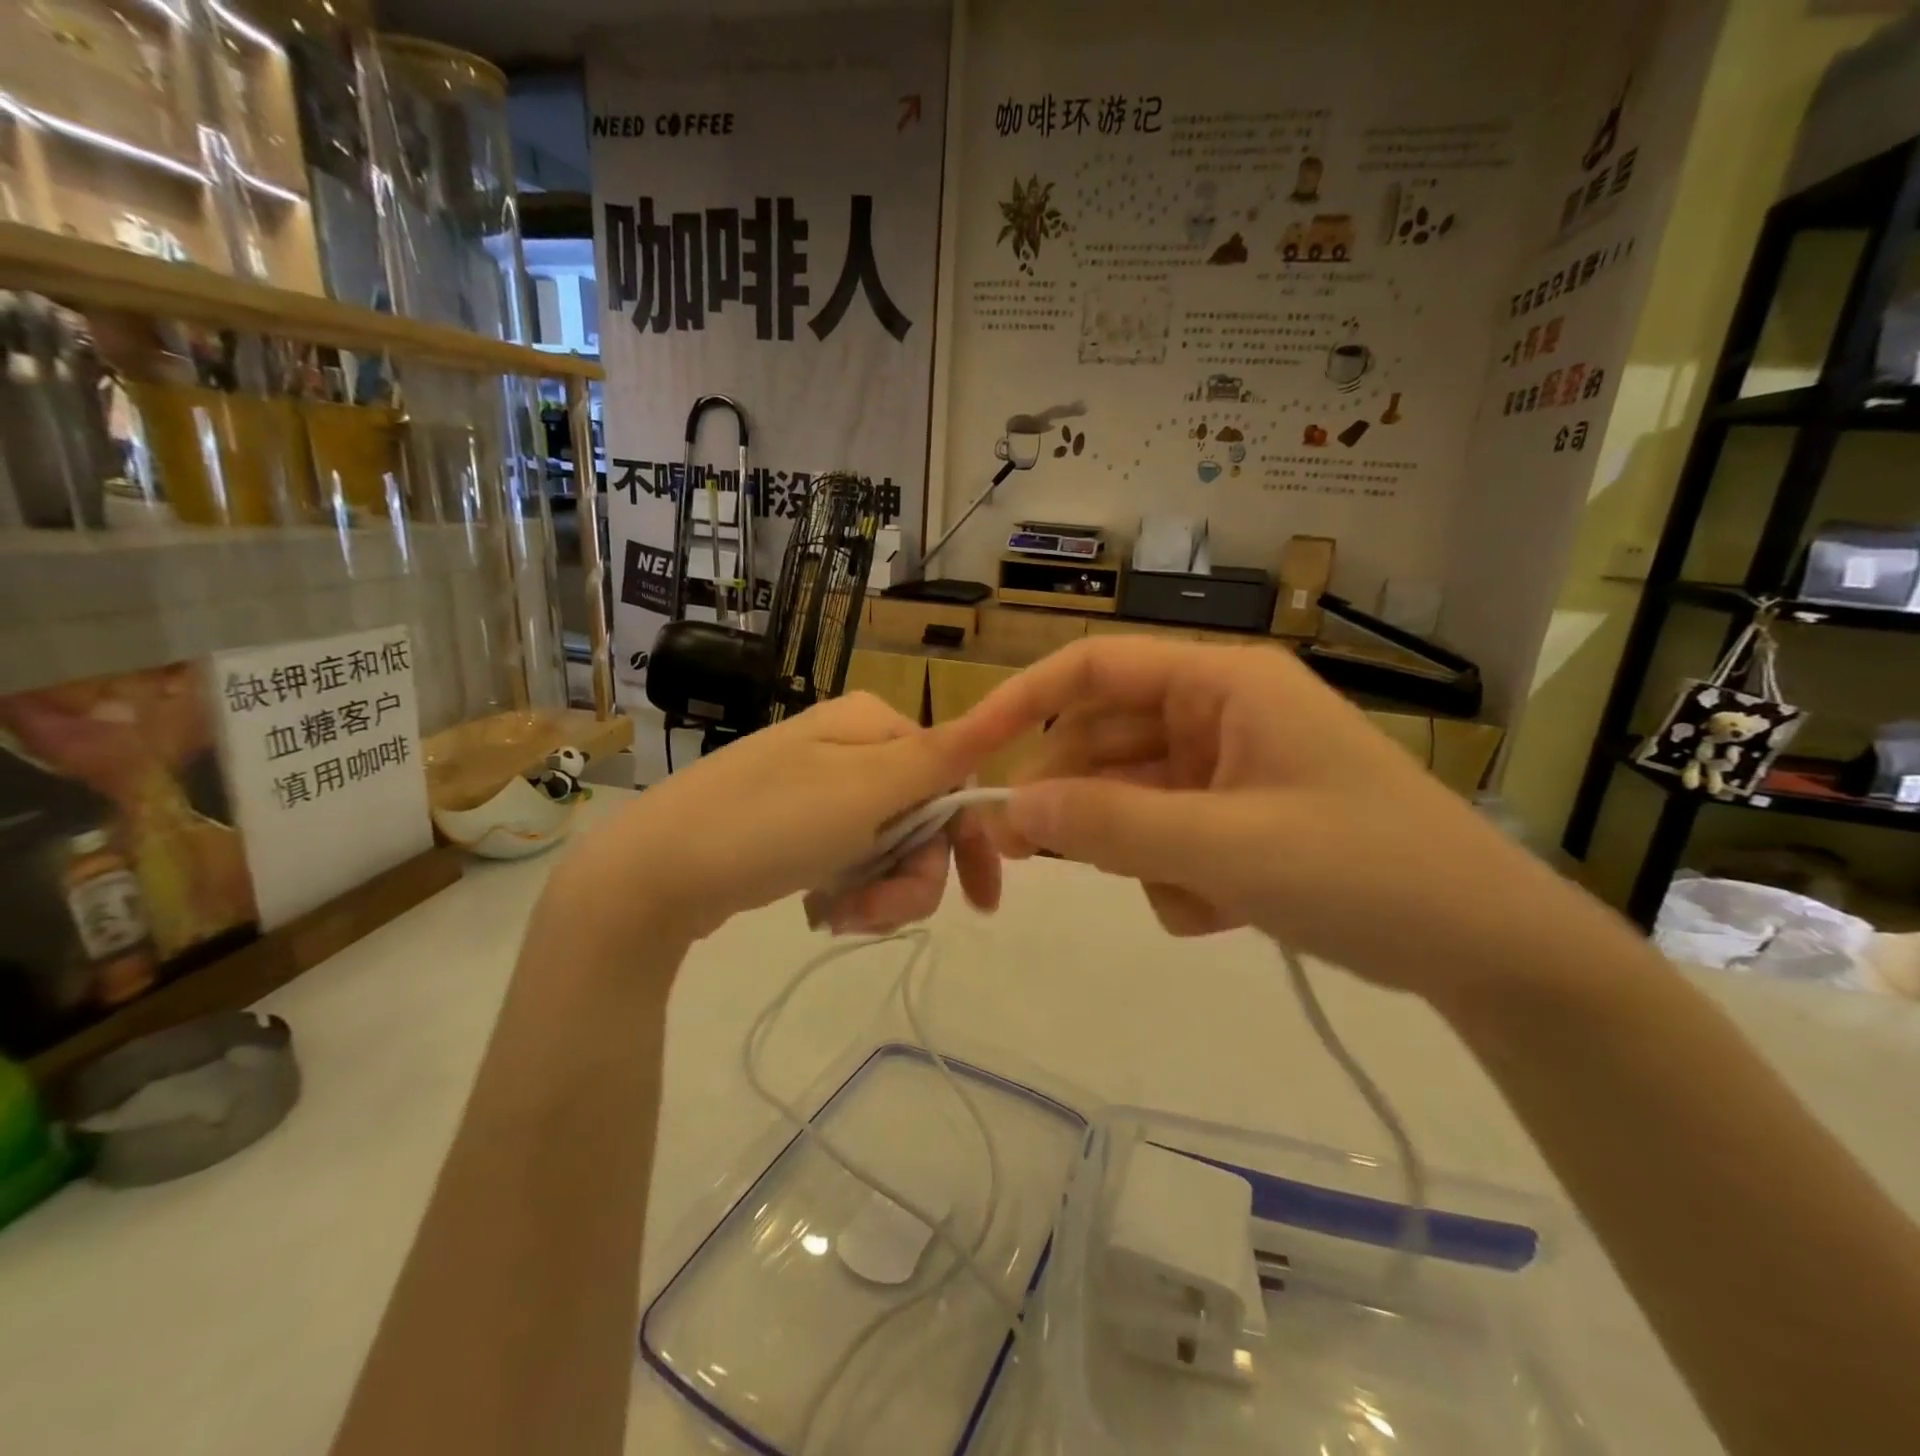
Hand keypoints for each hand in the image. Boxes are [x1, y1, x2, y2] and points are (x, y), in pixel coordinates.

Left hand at [554, 694, 1005, 945]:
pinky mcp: (795, 827)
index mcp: (873, 724)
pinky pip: (850, 859)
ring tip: (838, 916)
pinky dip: (849, 891)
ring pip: (889, 847)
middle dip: (910, 877)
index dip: (970, 841)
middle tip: (871, 915)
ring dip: (878, 892)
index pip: (954, 777)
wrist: (654, 873)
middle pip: (921, 818)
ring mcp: (820, 787)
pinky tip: (821, 910)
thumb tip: (1011, 707)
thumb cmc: (769, 824)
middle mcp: (851, 747)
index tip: (979, 903)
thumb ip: (943, 755)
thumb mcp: (866, 791)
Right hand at [960, 638, 1619, 1000]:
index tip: (970, 751)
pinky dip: (1175, 876)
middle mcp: (1219, 712)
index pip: (1094, 667)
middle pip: (1104, 739)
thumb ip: (1113, 824)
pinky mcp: (1239, 816)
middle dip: (1075, 799)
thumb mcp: (1228, 849)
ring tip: (1190, 898)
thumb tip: (1012, 807)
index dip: (1023, 702)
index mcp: (1222, 683)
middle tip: (1025, 854)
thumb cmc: (1366, 872)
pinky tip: (1225, 913)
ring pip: (1131, 796)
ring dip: (1137, 851)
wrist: (1487, 950)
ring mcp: (1229, 766)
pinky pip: (1167, 834)